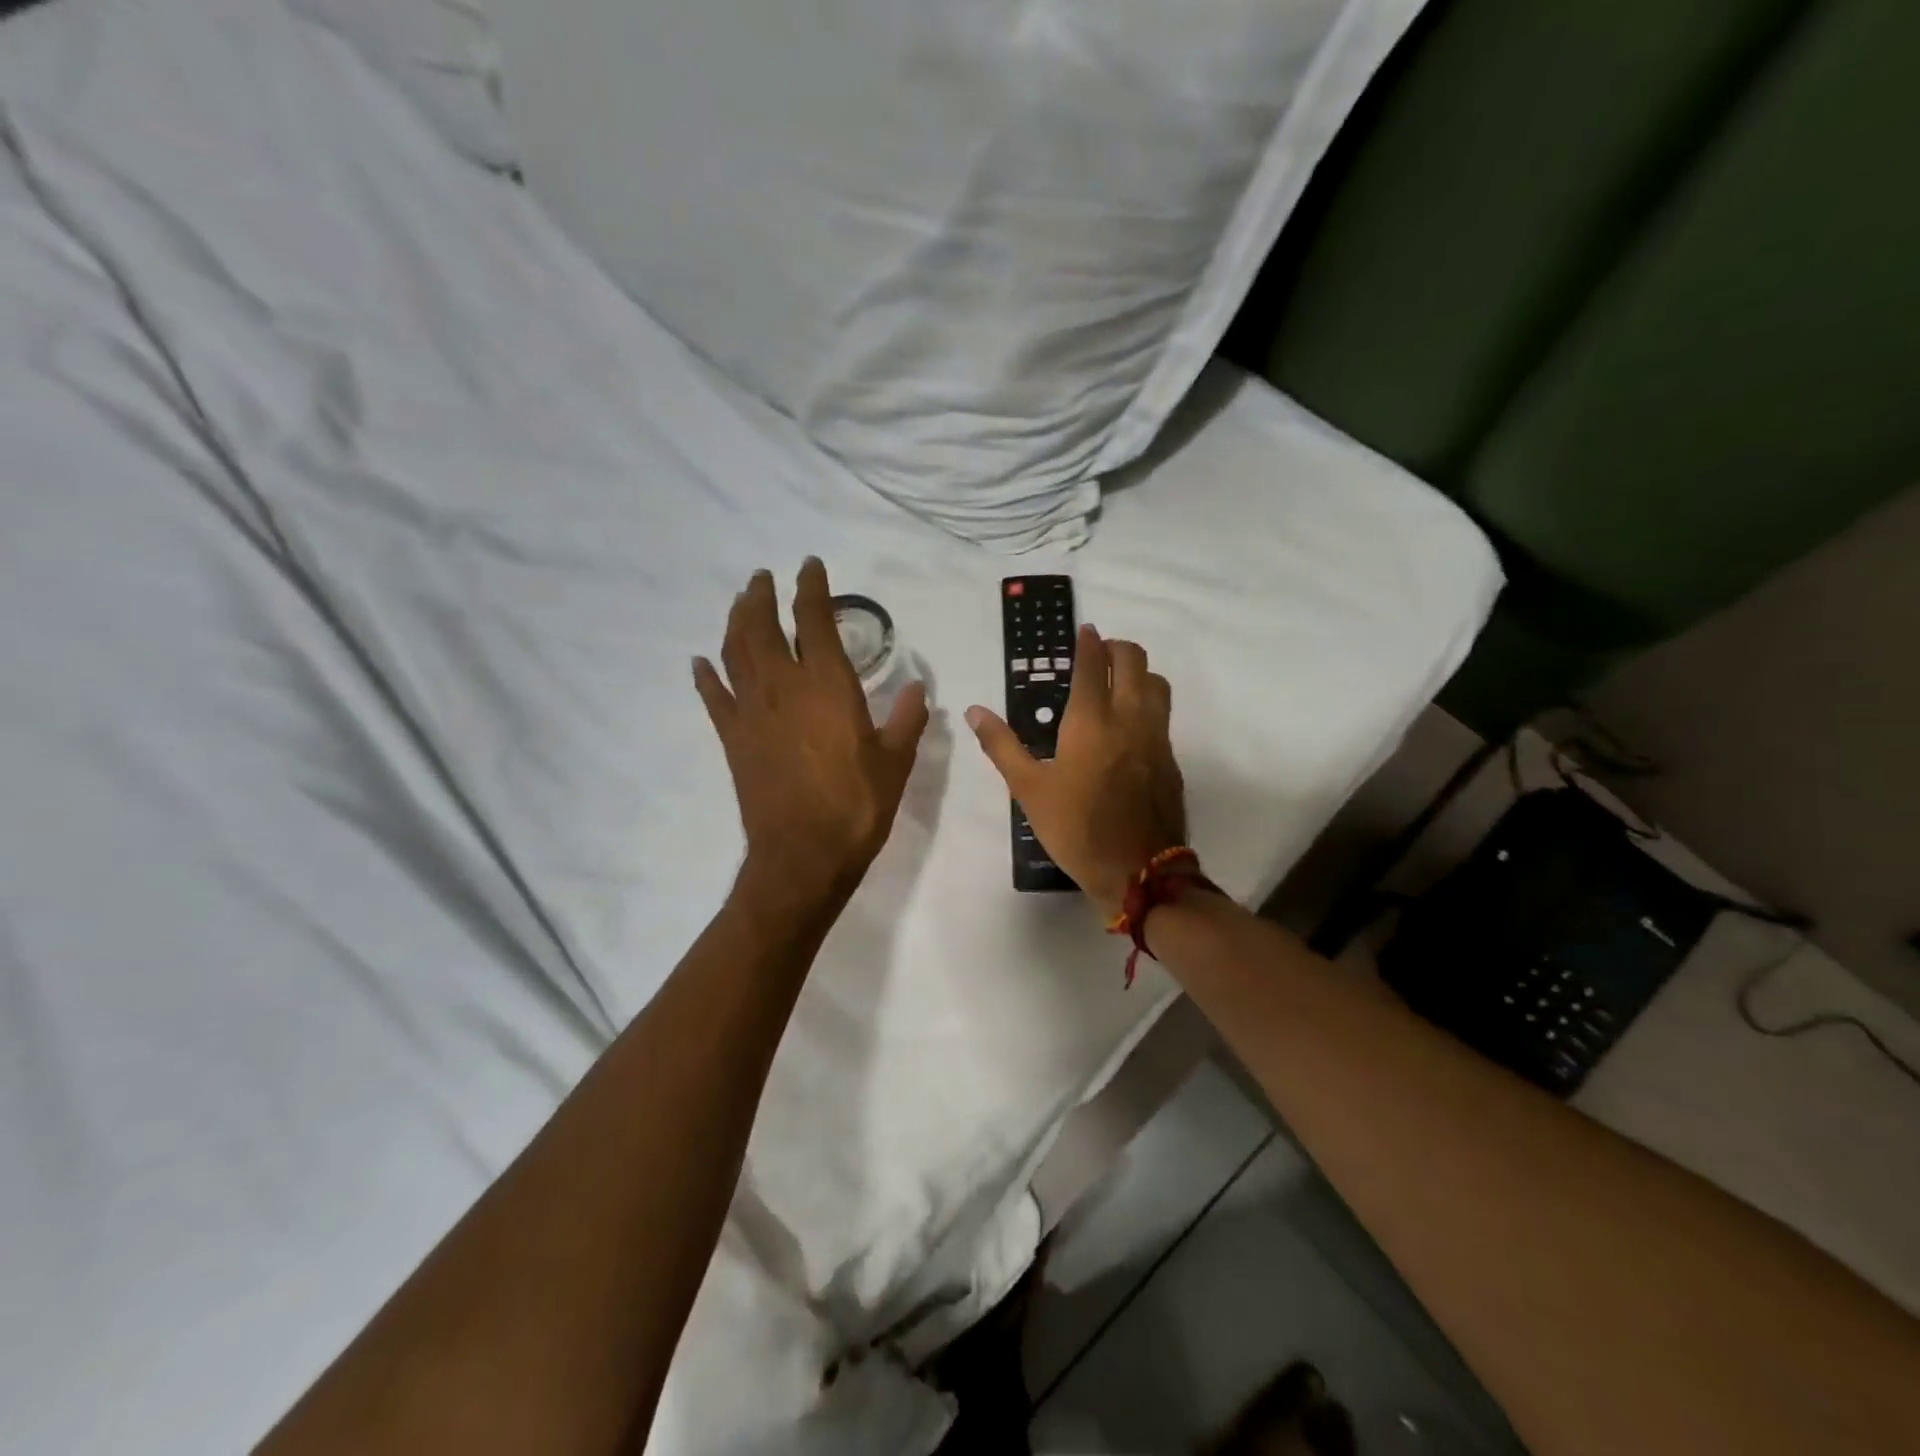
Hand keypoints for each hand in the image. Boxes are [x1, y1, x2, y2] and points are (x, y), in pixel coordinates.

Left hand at [695, 560, 929, 913]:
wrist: (803, 855)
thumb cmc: (856, 805)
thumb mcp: (895, 761)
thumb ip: (907, 719)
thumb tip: (917, 688)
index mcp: (827, 685)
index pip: (814, 620)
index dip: (811, 588)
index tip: (809, 567)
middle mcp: (783, 687)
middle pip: (763, 627)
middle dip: (762, 596)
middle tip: (762, 577)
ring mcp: (752, 712)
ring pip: (735, 652)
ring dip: (735, 622)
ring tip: (740, 604)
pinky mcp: (732, 738)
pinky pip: (714, 697)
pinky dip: (706, 676)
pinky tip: (700, 662)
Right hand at [966, 626, 1186, 918]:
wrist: (1137, 870)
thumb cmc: (1076, 828)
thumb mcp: (1028, 789)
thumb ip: (1002, 745)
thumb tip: (975, 711)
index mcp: (1091, 721)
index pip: (1093, 665)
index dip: (1088, 642)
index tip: (1084, 631)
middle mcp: (1129, 718)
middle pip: (1133, 660)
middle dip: (1116, 648)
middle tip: (1098, 654)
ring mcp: (1156, 737)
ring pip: (1156, 683)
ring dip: (1138, 671)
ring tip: (1117, 683)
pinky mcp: (1171, 759)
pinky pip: (1163, 714)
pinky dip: (1148, 702)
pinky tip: (1131, 723)